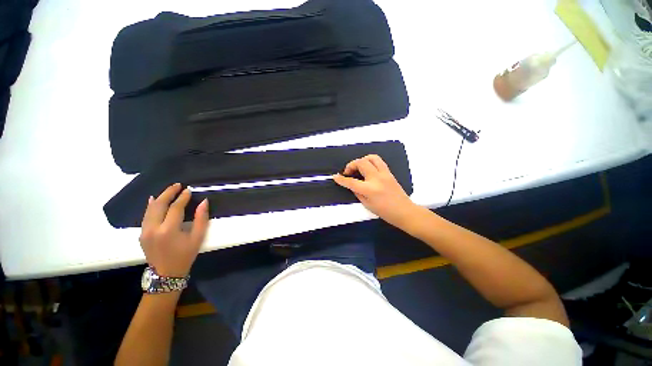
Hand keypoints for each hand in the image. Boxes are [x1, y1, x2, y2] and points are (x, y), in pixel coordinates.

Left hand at [140, 183, 209, 276]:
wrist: (166, 273)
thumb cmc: (185, 255)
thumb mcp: (198, 238)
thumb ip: (201, 219)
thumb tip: (204, 202)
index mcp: (168, 230)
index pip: (175, 208)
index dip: (183, 197)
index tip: (189, 190)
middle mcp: (153, 228)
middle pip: (159, 205)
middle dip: (169, 193)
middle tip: (178, 185)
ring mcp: (145, 231)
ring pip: (150, 209)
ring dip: (160, 197)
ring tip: (169, 189)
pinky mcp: (141, 234)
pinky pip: (145, 216)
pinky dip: (150, 206)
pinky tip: (153, 199)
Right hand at [332, 155, 418, 227]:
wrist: (404, 211)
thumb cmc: (385, 212)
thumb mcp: (367, 205)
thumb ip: (357, 192)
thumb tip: (352, 184)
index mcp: (369, 190)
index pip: (351, 182)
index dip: (341, 179)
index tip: (335, 176)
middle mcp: (376, 178)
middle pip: (361, 163)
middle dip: (351, 165)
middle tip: (348, 172)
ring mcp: (384, 174)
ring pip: (371, 158)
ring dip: (362, 160)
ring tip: (358, 167)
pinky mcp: (389, 172)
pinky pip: (379, 161)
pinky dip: (370, 161)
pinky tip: (368, 169)